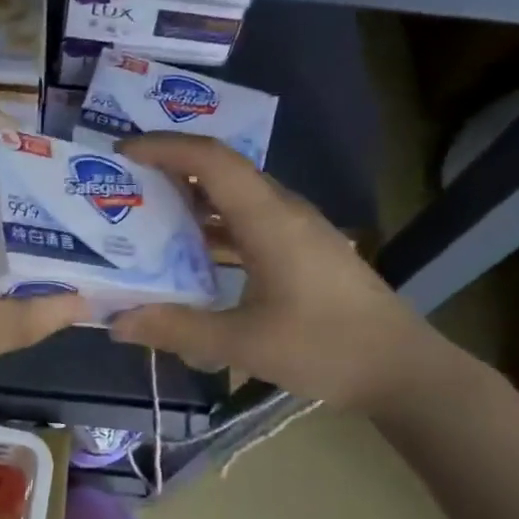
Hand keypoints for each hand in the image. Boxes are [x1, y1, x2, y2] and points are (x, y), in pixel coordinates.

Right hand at [107, 135, 457, 413]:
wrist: (401, 369)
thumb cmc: (325, 349)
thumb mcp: (243, 343)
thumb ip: (177, 329)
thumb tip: (117, 322)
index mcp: (270, 219)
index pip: (212, 160)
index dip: (165, 148)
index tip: (123, 152)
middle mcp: (284, 211)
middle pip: (223, 171)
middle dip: (171, 170)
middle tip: (126, 184)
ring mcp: (299, 230)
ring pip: (237, 197)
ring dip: (193, 200)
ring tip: (147, 215)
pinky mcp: (305, 250)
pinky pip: (250, 221)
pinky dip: (215, 227)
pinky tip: (192, 254)